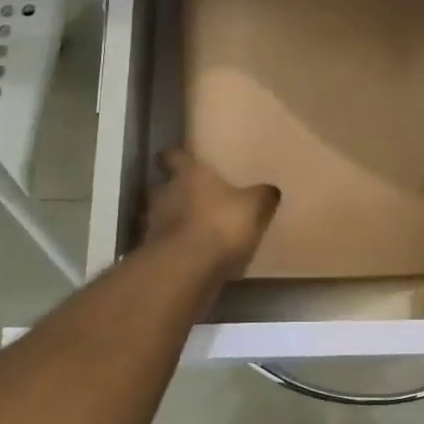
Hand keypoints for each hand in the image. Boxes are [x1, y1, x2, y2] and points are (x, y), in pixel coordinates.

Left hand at [144, 149, 280, 279]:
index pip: (173, 156)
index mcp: (188, 174)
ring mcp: (153, 224)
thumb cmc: (221, 223)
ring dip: (171, 220)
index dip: (175, 156)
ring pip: (159, 215)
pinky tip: (190, 254)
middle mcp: (164, 193)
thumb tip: (270, 189)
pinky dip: (173, 246)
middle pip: (160, 186)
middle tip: (188, 195)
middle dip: (171, 190)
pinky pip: (163, 244)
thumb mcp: (255, 206)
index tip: (178, 157)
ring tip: (191, 228)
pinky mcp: (153, 253)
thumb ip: (262, 196)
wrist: (188, 267)